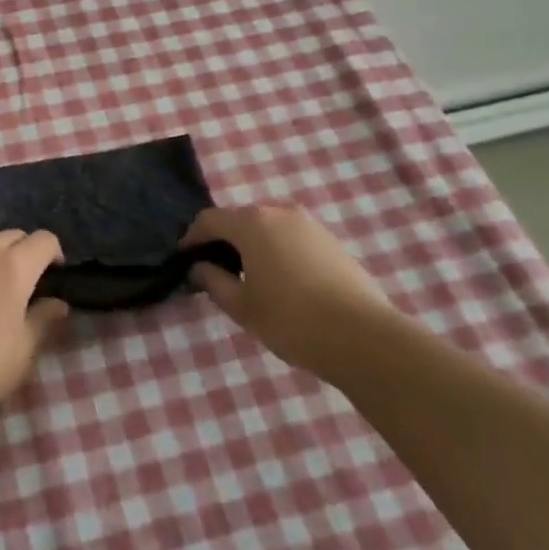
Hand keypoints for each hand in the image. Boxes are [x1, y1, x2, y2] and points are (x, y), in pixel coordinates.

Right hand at [182, 205, 388, 375]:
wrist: (363, 337)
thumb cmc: (291, 320)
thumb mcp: (243, 307)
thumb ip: (214, 282)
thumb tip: (200, 267)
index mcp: (252, 223)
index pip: (209, 219)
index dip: (192, 237)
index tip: (185, 260)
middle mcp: (279, 212)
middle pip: (240, 219)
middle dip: (224, 241)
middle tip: (216, 271)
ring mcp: (309, 224)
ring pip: (268, 228)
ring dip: (253, 246)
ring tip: (250, 279)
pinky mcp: (331, 241)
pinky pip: (292, 238)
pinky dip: (278, 252)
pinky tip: (284, 283)